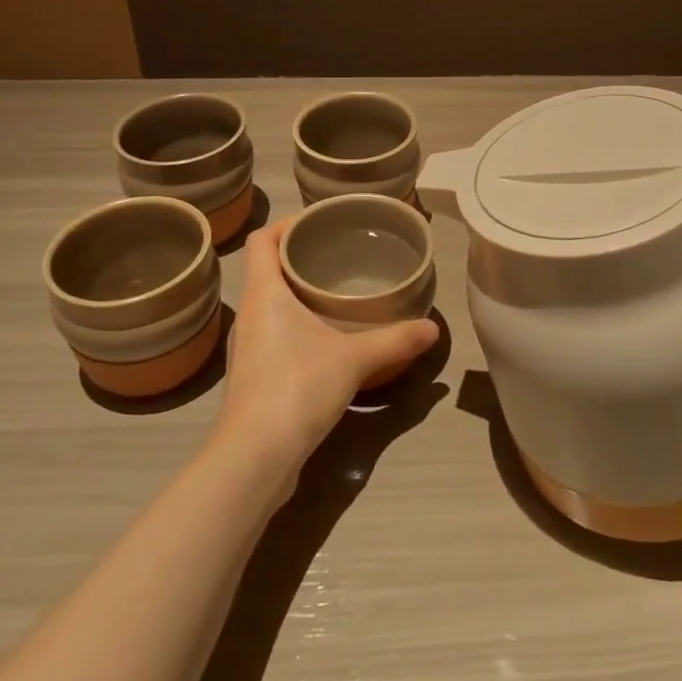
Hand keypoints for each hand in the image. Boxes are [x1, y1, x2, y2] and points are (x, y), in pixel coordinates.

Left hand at [213, 219, 437, 476]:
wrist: (254, 459)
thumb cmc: (297, 388)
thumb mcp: (355, 359)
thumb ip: (396, 339)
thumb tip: (433, 328)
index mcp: (264, 294)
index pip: (262, 240)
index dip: (286, 224)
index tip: (319, 222)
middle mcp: (250, 315)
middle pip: (266, 269)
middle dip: (300, 258)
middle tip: (339, 254)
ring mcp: (248, 348)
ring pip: (270, 304)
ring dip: (297, 293)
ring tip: (336, 293)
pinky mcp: (253, 377)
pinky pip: (273, 334)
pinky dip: (296, 325)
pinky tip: (326, 339)